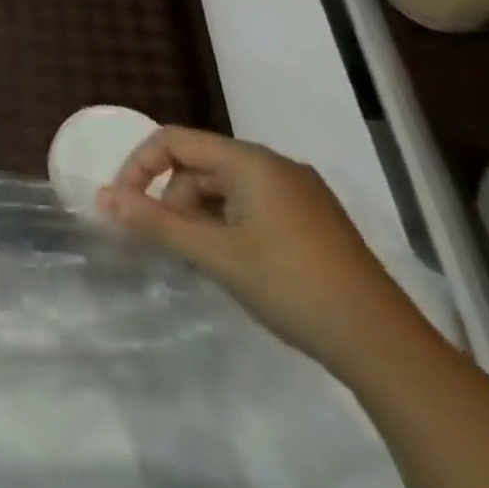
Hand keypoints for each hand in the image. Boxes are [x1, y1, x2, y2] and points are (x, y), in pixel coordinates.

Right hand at [95, 127, 427, 373]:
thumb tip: (103, 198)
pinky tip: (231, 261)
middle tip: (166, 241)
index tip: (124, 205)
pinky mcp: (312, 221)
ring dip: (198, 214)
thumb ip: (155, 222)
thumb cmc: (291, 286)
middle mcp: (276, 166)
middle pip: (199, 163)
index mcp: (252, 162)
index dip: (140, 166)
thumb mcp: (214, 254)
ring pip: (224, 186)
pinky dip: (226, 224)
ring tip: (199, 257)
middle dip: (171, 196)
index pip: (175, 140)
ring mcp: (299, 194)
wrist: (385, 347)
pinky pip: (251, 205)